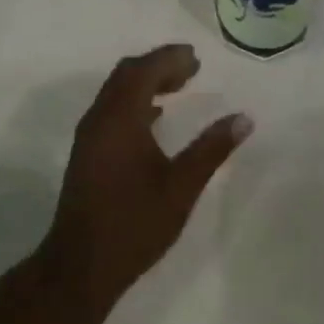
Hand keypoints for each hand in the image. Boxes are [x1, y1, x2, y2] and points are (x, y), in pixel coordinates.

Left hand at [42, 44, 252, 308]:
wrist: (79, 267)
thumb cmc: (133, 224)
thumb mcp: (181, 187)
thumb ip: (211, 149)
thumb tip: (243, 118)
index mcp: (120, 118)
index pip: (144, 70)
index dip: (170, 58)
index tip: (196, 57)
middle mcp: (100, 118)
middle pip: (127, 74)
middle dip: (159, 65)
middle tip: (191, 68)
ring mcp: (89, 136)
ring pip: (116, 91)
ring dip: (146, 82)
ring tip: (178, 87)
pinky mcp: (87, 152)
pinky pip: (111, 109)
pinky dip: (134, 101)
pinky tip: (154, 118)